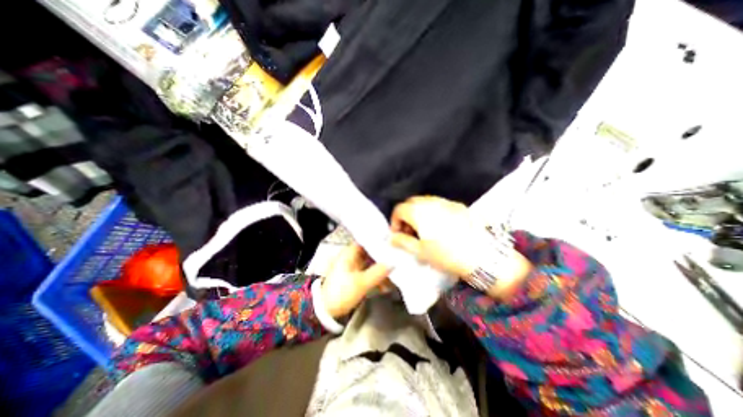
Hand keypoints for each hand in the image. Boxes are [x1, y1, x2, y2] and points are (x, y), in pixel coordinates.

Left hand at [321, 245, 390, 318]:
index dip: (379, 241)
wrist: (326, 311)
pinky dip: (376, 277)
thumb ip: (378, 272)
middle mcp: (351, 256)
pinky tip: (385, 286)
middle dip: (383, 257)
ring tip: (394, 277)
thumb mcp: (361, 283)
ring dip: (381, 270)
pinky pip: (369, 273)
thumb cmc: (341, 292)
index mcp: (349, 253)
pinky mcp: (355, 276)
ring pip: (371, 263)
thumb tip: (393, 263)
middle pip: (371, 252)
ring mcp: (353, 267)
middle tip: (397, 260)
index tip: (392, 243)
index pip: (367, 240)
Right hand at [389, 197, 534, 297]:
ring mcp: (446, 202)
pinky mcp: (458, 206)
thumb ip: (402, 242)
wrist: (483, 256)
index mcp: (419, 212)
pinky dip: (432, 212)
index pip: (399, 209)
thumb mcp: (420, 252)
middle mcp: (431, 202)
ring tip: (424, 229)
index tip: (398, 234)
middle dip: (406, 215)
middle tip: (409, 232)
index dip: (395, 221)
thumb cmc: (447, 255)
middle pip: (411, 202)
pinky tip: (439, 226)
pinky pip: (439, 204)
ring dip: (419, 213)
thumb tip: (391, 238)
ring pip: (425, 202)